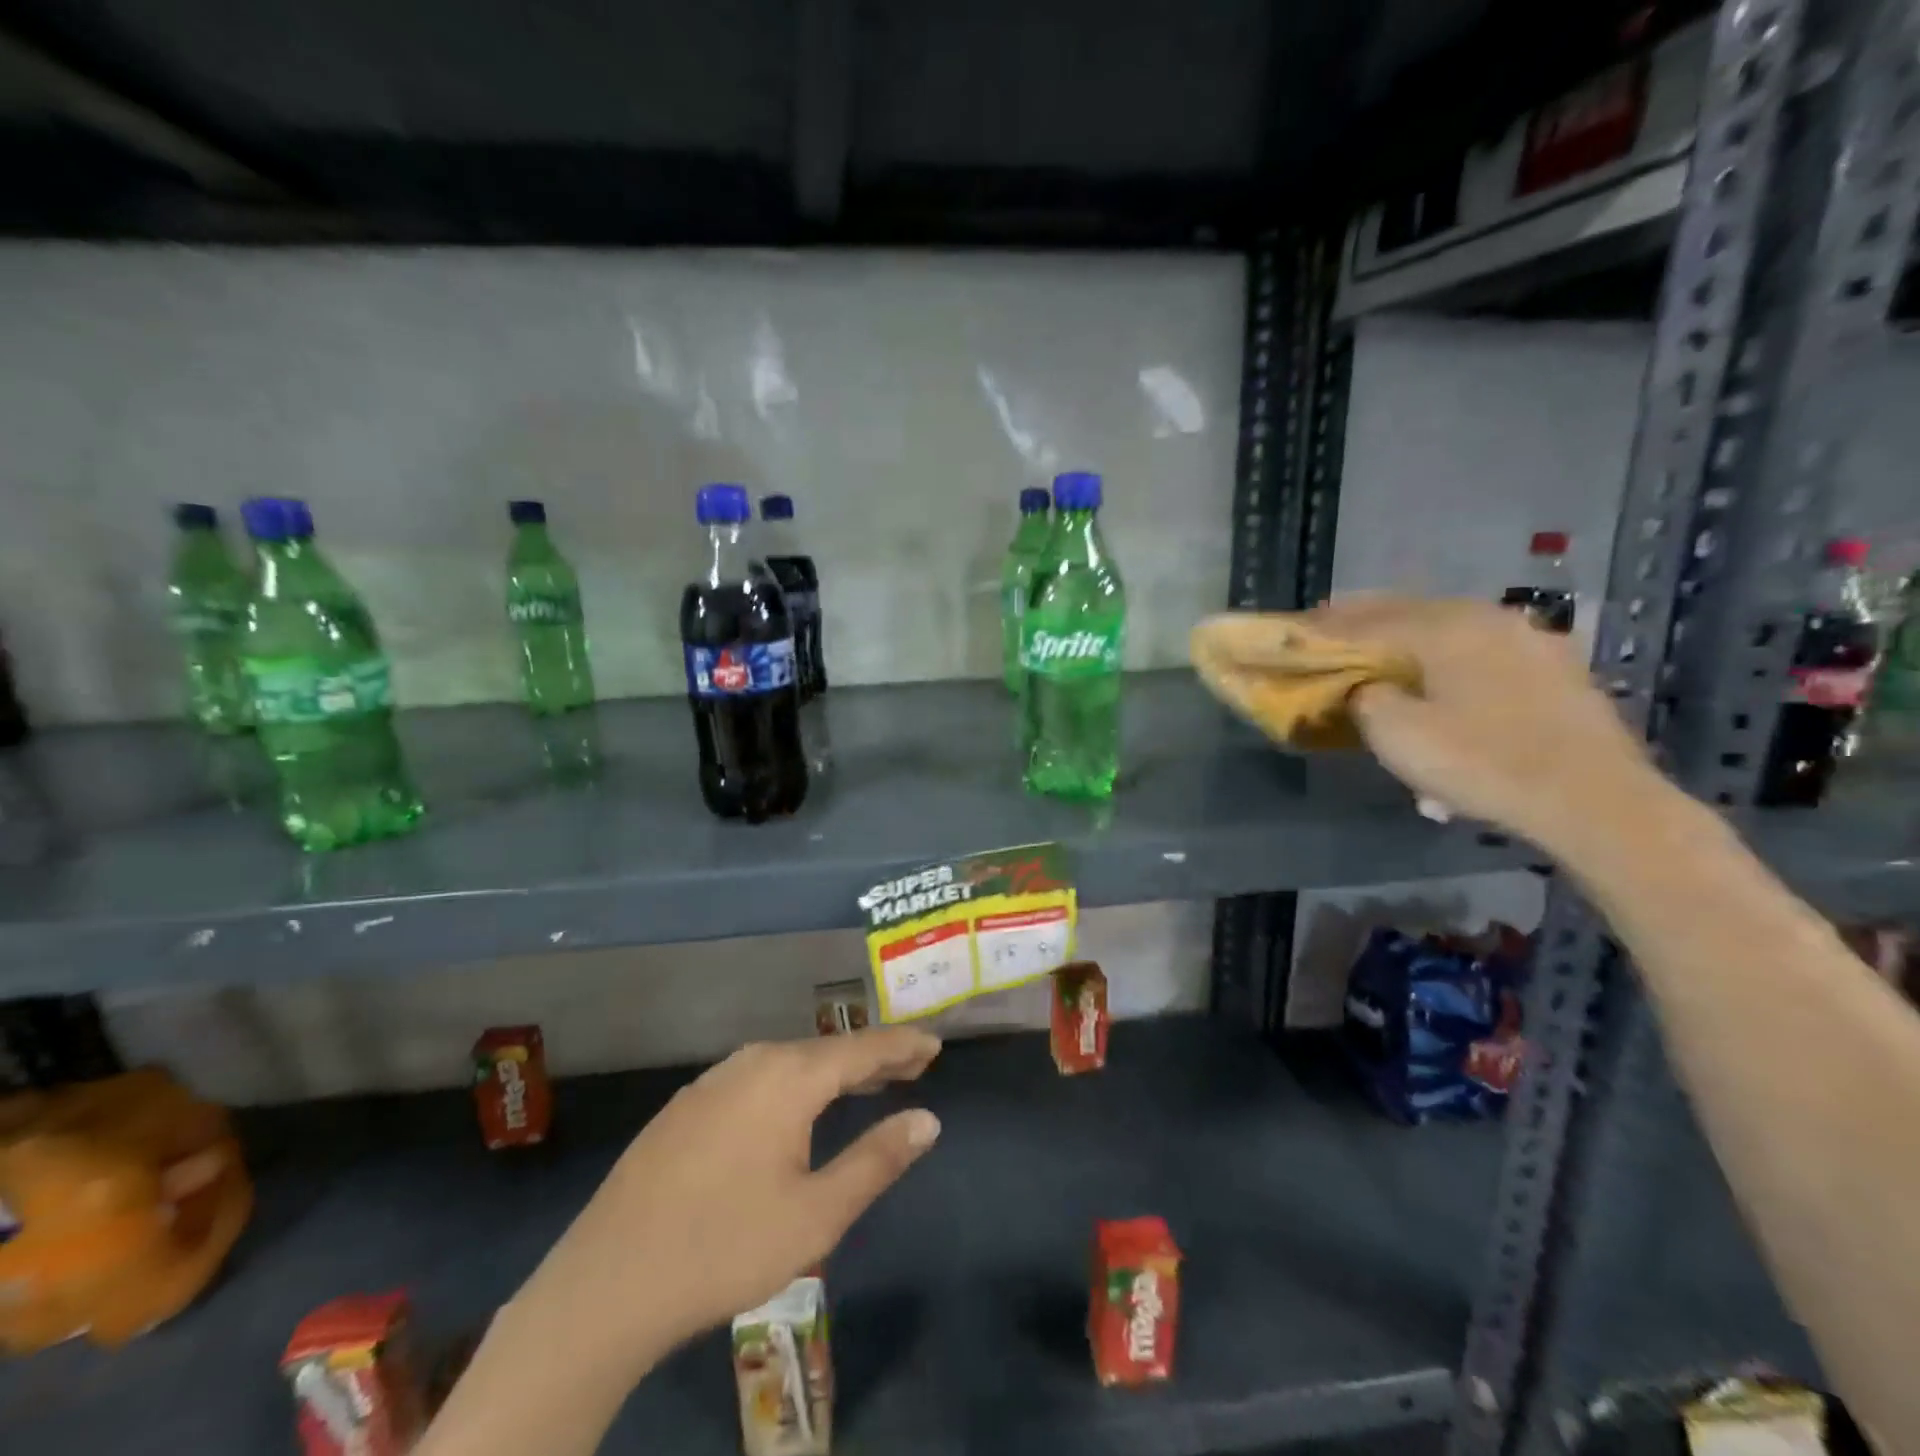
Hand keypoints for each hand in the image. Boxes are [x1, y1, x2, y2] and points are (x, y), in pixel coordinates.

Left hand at [524, 1027, 941, 1374]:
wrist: (606, 1284)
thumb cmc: (724, 1247)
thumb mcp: (817, 1214)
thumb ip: (877, 1160)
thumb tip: (928, 1119)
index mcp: (789, 1077)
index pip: (863, 1049)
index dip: (903, 1046)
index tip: (935, 1044)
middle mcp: (753, 1061)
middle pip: (827, 1051)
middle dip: (872, 1058)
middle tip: (911, 1066)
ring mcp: (714, 1080)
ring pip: (789, 1063)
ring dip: (832, 1072)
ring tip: (863, 1085)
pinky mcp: (687, 1105)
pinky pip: (757, 1078)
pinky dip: (793, 1084)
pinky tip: (795, 1109)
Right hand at [1299, 595, 1662, 850]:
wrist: (1593, 800)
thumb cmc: (1481, 762)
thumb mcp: (1397, 734)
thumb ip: (1365, 698)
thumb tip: (1366, 687)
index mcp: (1444, 627)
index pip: (1368, 618)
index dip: (1327, 626)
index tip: (1297, 629)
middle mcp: (1488, 619)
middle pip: (1411, 613)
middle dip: (1367, 623)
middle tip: (1331, 631)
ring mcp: (1530, 641)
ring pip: (1451, 632)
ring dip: (1411, 641)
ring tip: (1385, 655)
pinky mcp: (1556, 671)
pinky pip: (1483, 655)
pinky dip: (1451, 661)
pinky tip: (1444, 684)